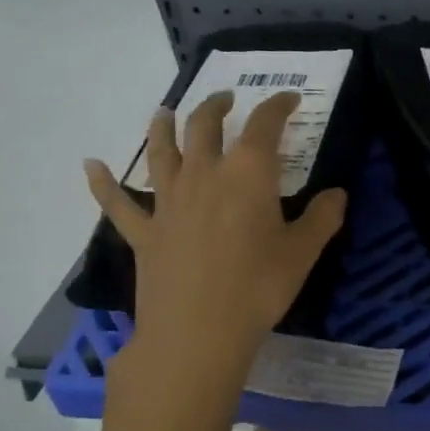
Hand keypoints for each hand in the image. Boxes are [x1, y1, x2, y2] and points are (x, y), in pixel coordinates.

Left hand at [84, 90, 345, 367]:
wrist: (198, 331)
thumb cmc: (259, 288)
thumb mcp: (303, 253)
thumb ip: (323, 217)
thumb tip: (338, 193)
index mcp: (248, 174)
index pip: (264, 125)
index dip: (278, 106)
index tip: (289, 99)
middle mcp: (204, 175)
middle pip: (204, 126)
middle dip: (216, 107)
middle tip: (225, 99)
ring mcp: (168, 201)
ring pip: (160, 151)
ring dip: (162, 126)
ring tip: (165, 113)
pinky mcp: (143, 231)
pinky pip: (117, 202)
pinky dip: (102, 182)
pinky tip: (90, 165)